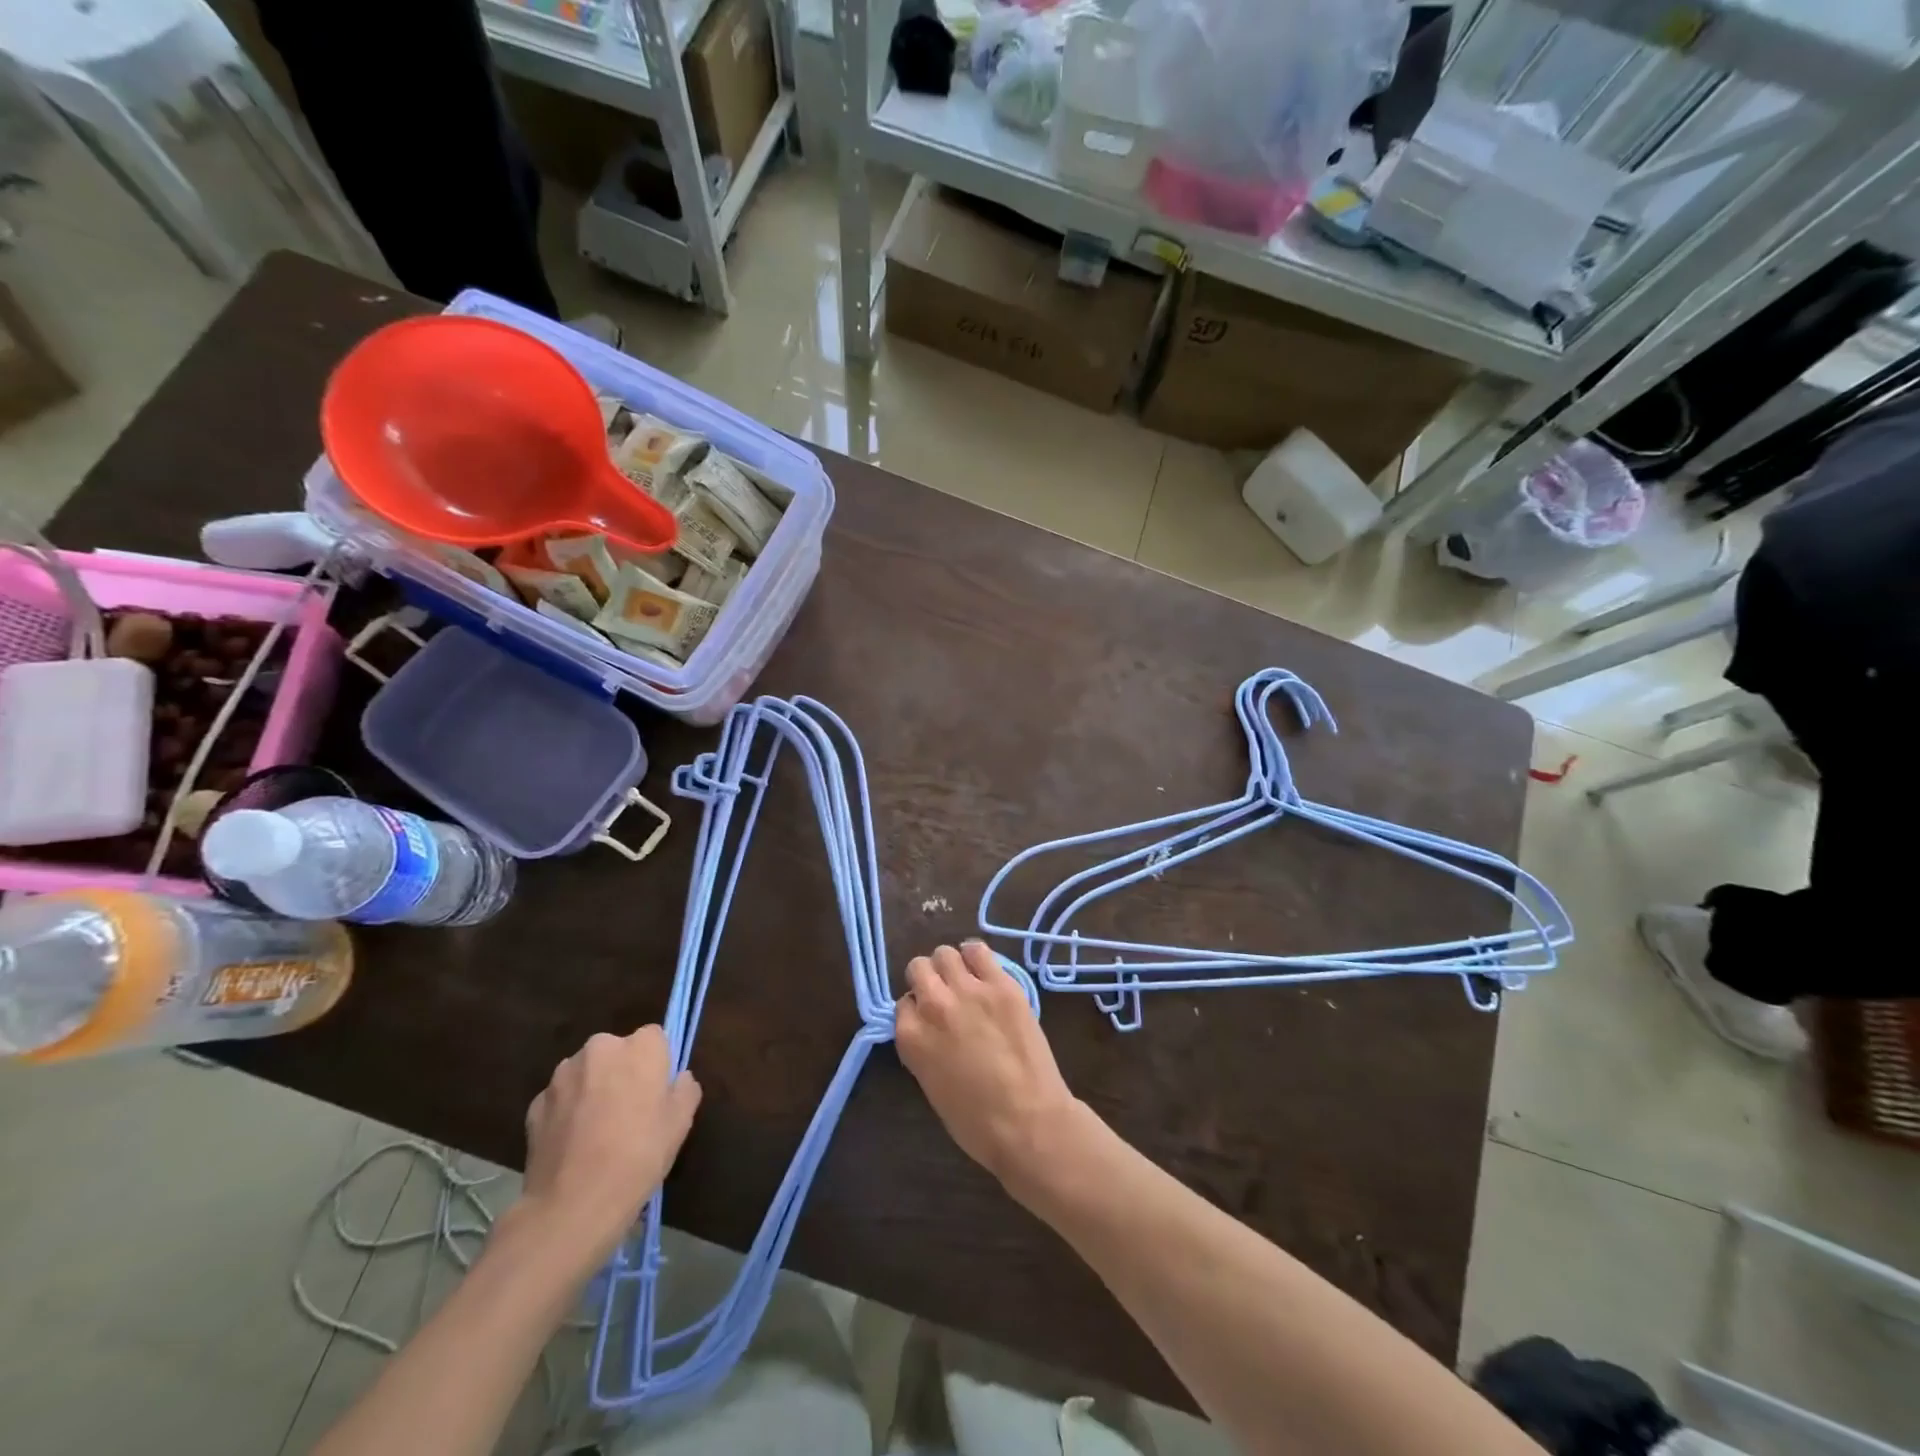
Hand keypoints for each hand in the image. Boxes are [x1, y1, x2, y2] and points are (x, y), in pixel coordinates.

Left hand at [518, 1025, 701, 1271]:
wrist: (572, 1206)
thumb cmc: (638, 1156)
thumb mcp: (680, 1124)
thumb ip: (684, 1090)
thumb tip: (679, 1079)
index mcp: (640, 1047)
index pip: (654, 1037)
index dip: (657, 1063)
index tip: (656, 1091)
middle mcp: (600, 1048)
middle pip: (616, 1051)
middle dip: (621, 1072)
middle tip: (628, 1111)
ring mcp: (562, 1075)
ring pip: (586, 1073)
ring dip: (592, 1089)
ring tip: (596, 1131)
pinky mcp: (535, 1103)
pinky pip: (560, 1098)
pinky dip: (567, 1112)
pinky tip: (572, 1144)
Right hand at [896, 943, 1084, 1187]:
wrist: (1029, 1122)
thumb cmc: (977, 1122)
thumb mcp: (932, 1086)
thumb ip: (924, 1048)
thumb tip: (930, 1030)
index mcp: (911, 1037)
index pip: (903, 1003)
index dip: (917, 1009)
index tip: (929, 1019)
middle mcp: (934, 1005)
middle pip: (919, 968)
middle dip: (928, 979)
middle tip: (945, 994)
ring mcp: (969, 990)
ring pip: (945, 954)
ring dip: (950, 965)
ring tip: (964, 979)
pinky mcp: (1002, 984)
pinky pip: (979, 950)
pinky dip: (976, 956)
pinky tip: (983, 969)